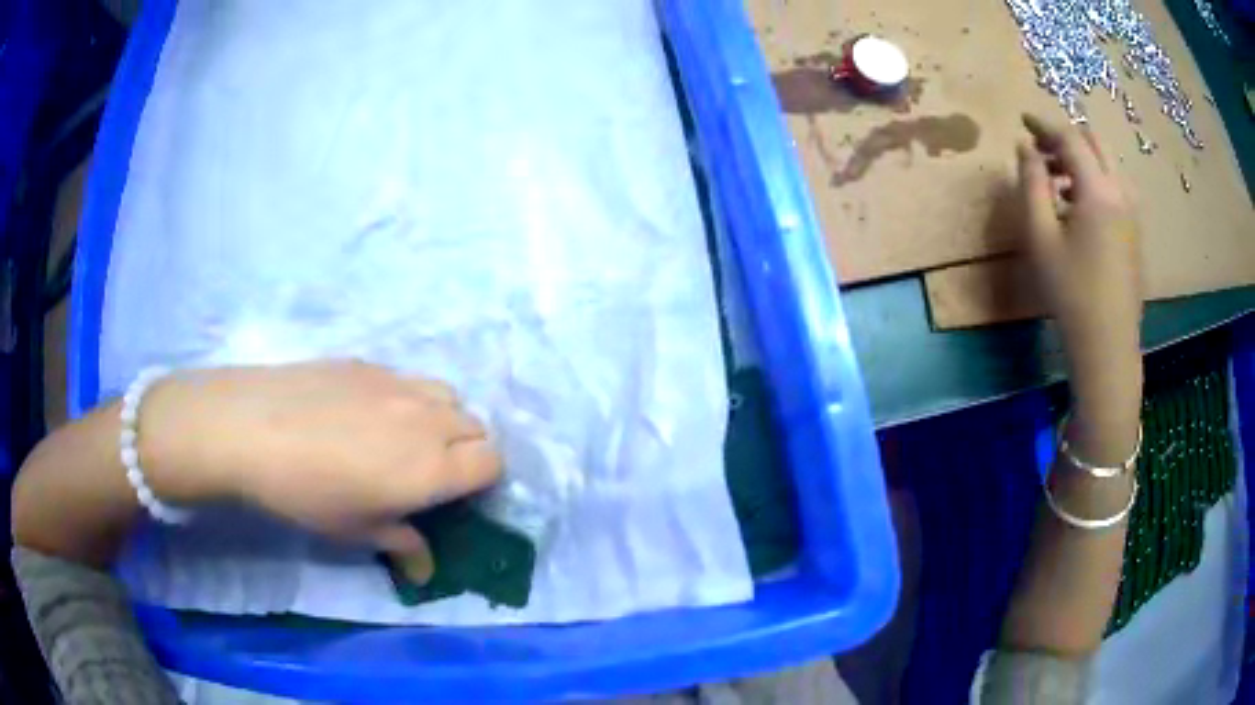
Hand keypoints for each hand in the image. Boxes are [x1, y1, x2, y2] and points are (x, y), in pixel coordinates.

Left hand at [140, 361, 501, 554]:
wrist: (250, 429)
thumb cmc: (306, 494)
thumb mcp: (355, 531)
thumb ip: (402, 545)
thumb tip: (425, 569)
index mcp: (432, 467)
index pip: (492, 462)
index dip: (482, 481)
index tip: (454, 497)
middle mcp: (426, 419)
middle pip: (476, 426)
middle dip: (466, 450)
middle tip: (428, 472)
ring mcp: (397, 384)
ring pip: (447, 395)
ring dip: (442, 418)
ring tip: (404, 437)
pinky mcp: (367, 363)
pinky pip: (406, 379)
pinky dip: (406, 399)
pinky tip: (363, 413)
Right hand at [1016, 114, 1143, 460]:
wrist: (1108, 345)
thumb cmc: (1070, 292)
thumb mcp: (1040, 237)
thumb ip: (1031, 183)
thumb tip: (1026, 148)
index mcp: (1098, 189)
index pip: (1069, 137)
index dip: (1043, 124)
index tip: (1022, 120)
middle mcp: (1120, 191)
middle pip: (1094, 142)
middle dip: (1065, 137)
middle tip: (1040, 150)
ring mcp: (1132, 211)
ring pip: (1107, 163)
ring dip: (1081, 159)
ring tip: (1056, 180)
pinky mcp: (1135, 231)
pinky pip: (1115, 185)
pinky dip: (1094, 179)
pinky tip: (1078, 206)